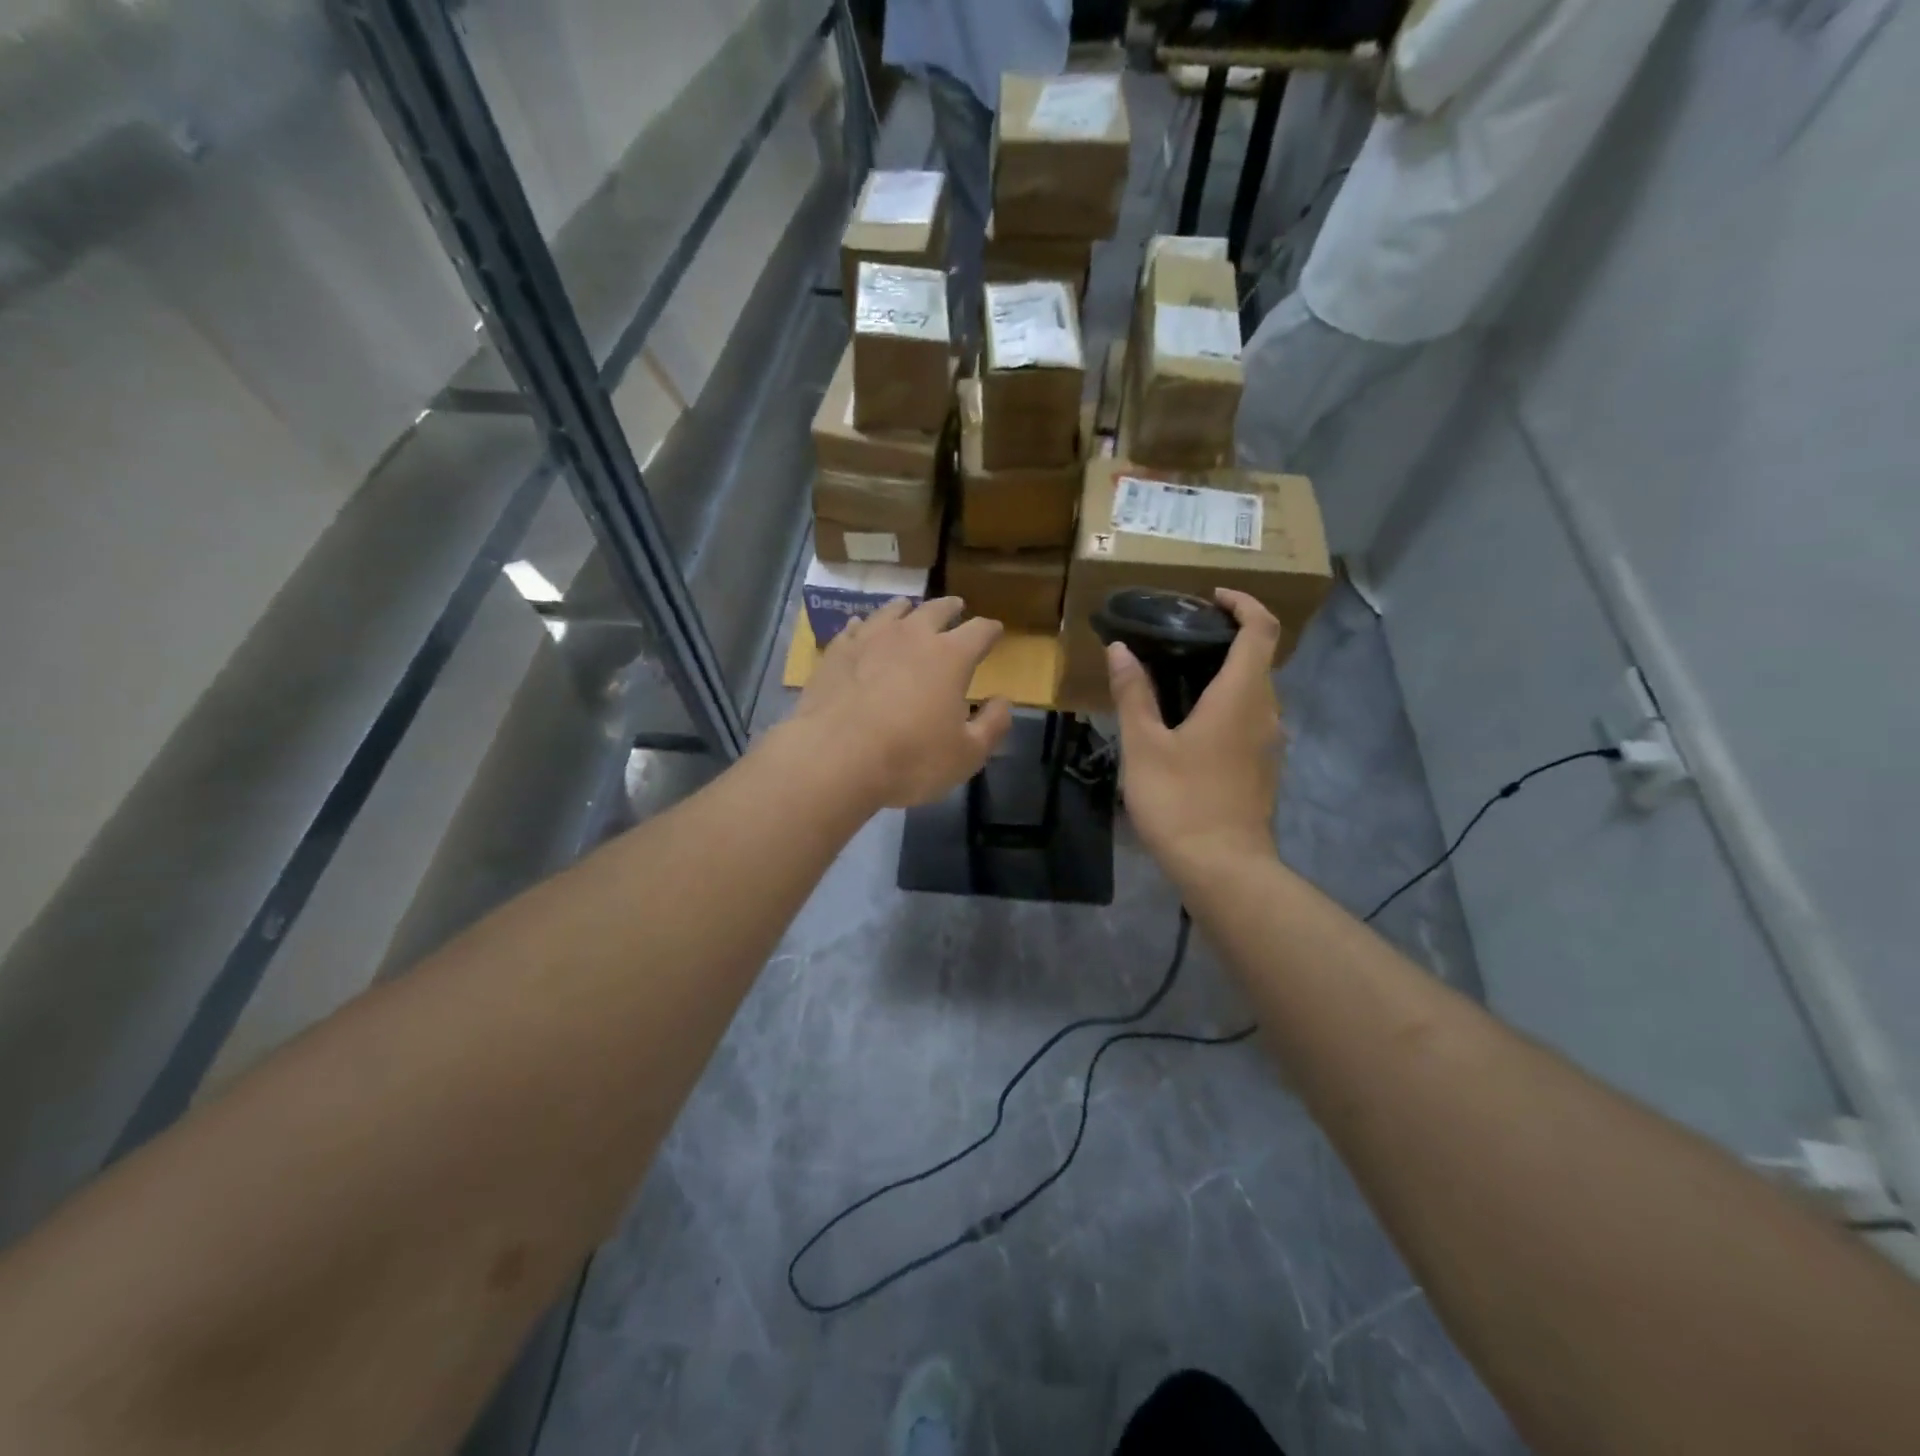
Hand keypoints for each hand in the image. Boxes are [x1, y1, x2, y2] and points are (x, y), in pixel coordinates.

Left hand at [784, 597, 1012, 809]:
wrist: (835, 757)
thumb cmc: (910, 759)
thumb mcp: (967, 754)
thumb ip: (992, 725)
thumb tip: (1003, 701)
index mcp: (950, 656)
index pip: (979, 631)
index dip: (990, 631)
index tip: (995, 631)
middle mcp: (912, 636)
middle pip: (936, 610)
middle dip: (951, 608)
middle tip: (957, 607)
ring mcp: (870, 639)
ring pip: (893, 611)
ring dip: (907, 609)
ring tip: (910, 609)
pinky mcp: (836, 653)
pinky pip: (854, 628)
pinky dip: (864, 626)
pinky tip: (861, 628)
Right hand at [1108, 589, 1283, 883]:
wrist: (1223, 868)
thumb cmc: (1181, 800)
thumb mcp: (1144, 745)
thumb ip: (1133, 693)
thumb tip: (1120, 649)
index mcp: (1241, 695)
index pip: (1261, 629)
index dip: (1243, 603)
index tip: (1211, 597)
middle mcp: (1266, 712)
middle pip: (1259, 658)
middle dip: (1228, 636)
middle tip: (1180, 635)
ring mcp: (1269, 743)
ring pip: (1255, 691)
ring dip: (1226, 673)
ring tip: (1178, 676)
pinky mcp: (1263, 768)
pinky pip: (1251, 718)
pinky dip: (1227, 703)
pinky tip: (1190, 722)